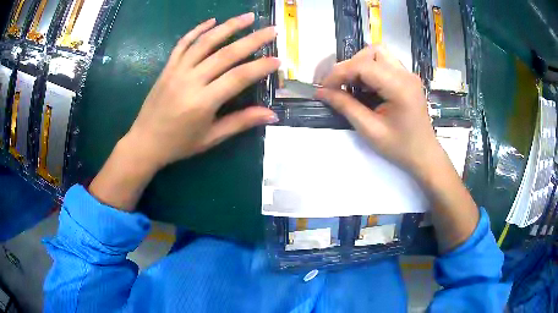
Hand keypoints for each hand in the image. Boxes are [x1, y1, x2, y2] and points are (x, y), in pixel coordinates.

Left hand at [89, 13, 278, 209]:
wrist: (144, 142)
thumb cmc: (179, 144)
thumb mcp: (211, 138)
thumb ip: (241, 122)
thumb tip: (271, 115)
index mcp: (203, 102)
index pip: (238, 77)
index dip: (260, 67)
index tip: (278, 60)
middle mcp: (191, 81)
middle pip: (226, 53)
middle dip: (252, 39)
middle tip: (271, 30)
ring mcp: (177, 71)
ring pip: (205, 42)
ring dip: (228, 26)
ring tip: (247, 16)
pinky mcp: (167, 67)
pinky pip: (183, 44)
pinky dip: (197, 30)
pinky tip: (212, 20)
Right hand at [315, 45, 444, 182]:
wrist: (424, 155)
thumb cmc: (400, 147)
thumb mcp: (370, 130)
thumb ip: (346, 106)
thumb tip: (321, 92)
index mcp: (399, 86)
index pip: (362, 65)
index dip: (339, 73)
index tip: (324, 87)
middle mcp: (405, 74)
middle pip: (371, 52)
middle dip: (350, 65)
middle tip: (339, 85)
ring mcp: (408, 75)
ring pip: (378, 54)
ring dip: (360, 65)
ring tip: (351, 85)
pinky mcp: (407, 79)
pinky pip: (384, 64)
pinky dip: (370, 70)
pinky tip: (365, 88)